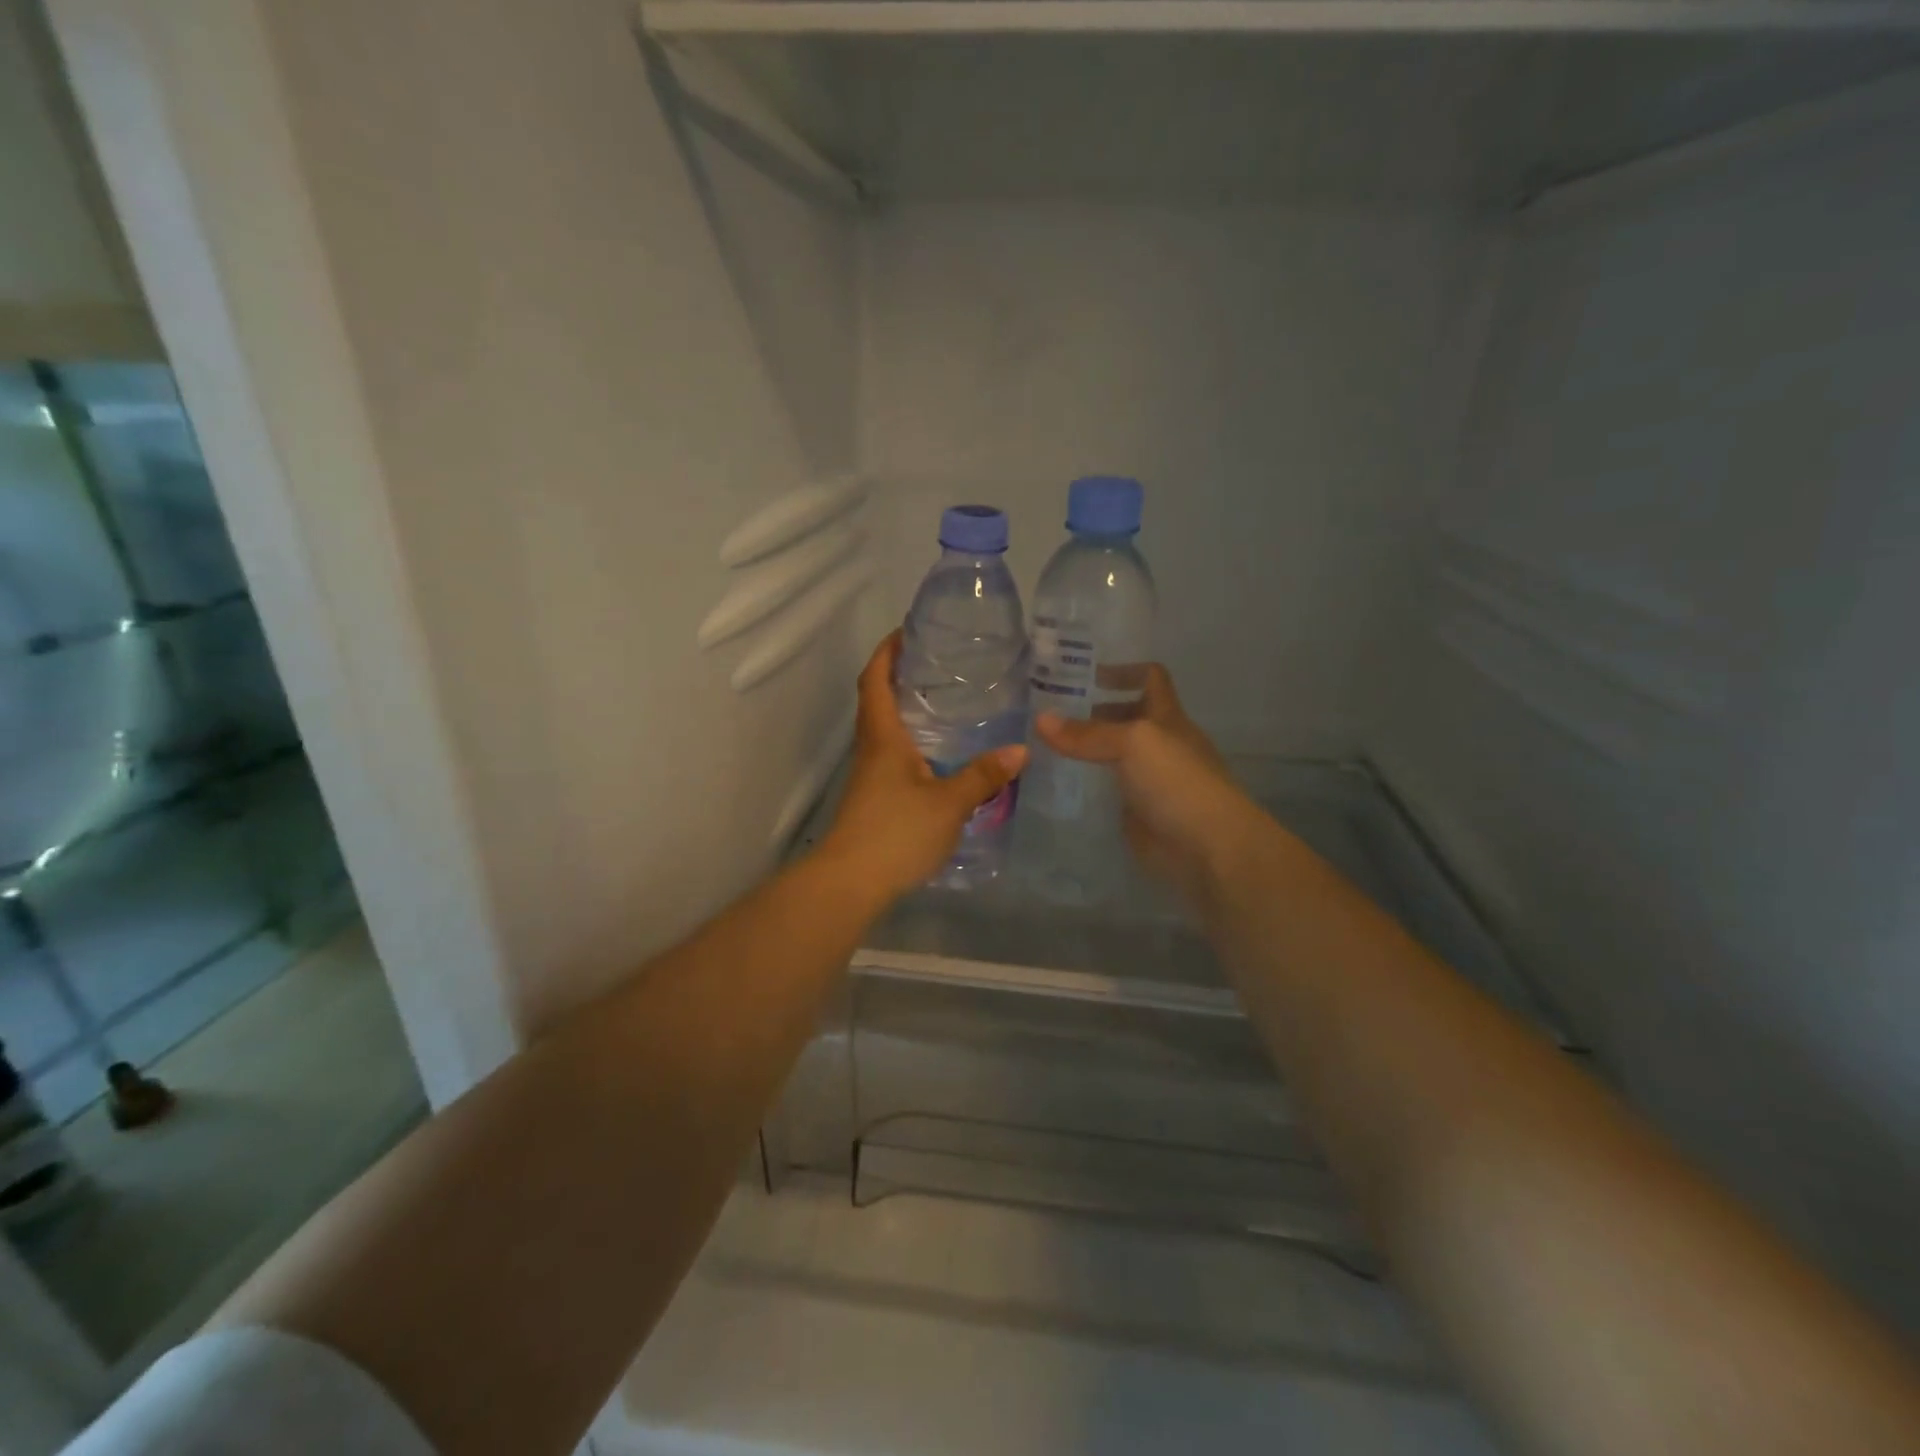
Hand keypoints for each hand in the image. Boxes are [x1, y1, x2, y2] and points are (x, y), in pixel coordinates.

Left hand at [818, 632, 1027, 901]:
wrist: (850, 882)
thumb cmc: (896, 832)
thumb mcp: (949, 803)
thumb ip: (983, 776)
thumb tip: (1020, 750)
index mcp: (883, 737)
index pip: (874, 680)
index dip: (886, 652)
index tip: (906, 632)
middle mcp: (871, 748)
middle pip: (876, 700)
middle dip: (898, 675)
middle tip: (936, 664)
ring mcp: (869, 775)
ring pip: (883, 729)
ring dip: (904, 709)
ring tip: (944, 702)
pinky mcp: (873, 797)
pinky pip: (891, 755)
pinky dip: (910, 742)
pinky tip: (938, 755)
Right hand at [1035, 667, 1261, 910]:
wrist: (1207, 847)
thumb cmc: (1177, 781)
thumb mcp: (1132, 743)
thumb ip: (1087, 733)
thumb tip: (1040, 720)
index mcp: (1166, 718)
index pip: (1150, 678)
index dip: (1122, 671)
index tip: (1083, 675)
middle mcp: (1158, 744)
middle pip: (1126, 717)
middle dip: (1092, 712)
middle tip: (1045, 713)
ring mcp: (1148, 781)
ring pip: (1112, 756)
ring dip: (1084, 751)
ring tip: (1040, 747)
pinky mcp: (1136, 813)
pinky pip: (1106, 792)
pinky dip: (1085, 787)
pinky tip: (1055, 785)